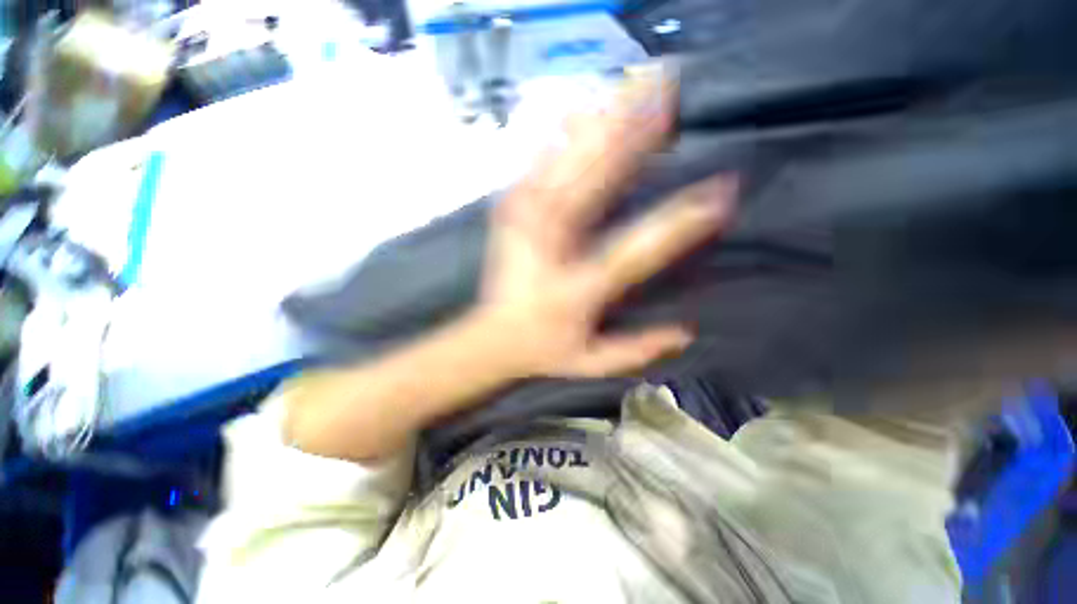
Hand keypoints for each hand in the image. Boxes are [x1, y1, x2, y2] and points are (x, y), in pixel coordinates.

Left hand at [478, 66, 737, 378]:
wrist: (493, 336)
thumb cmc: (544, 350)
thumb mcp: (592, 362)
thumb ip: (638, 349)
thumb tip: (687, 331)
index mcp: (575, 288)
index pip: (637, 249)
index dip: (682, 221)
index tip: (723, 192)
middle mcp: (549, 246)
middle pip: (598, 181)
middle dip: (637, 135)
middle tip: (672, 97)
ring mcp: (524, 220)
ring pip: (570, 157)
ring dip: (606, 120)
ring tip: (639, 85)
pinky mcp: (510, 209)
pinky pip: (540, 159)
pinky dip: (565, 131)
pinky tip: (586, 108)